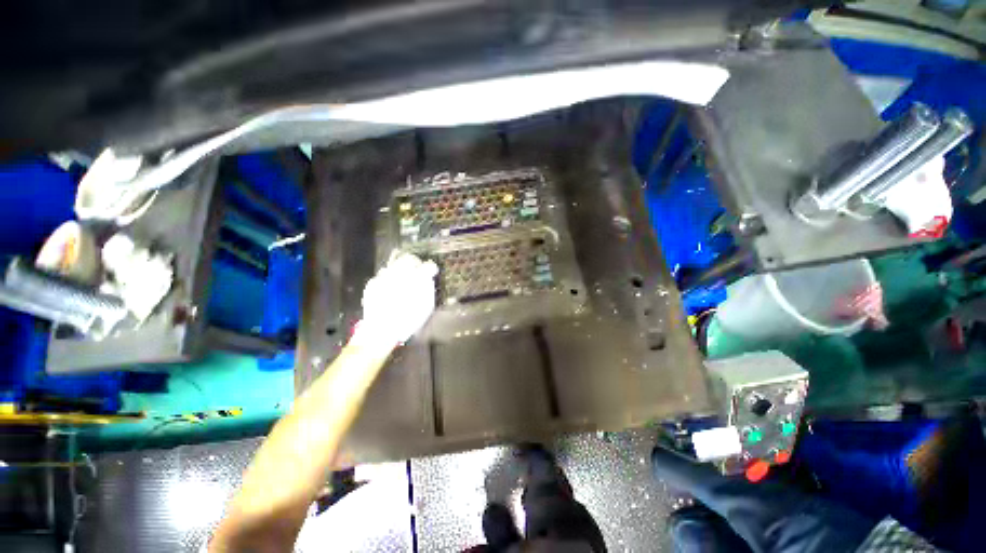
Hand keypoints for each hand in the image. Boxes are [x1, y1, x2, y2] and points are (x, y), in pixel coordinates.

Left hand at [354, 251, 437, 347]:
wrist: (381, 331)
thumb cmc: (408, 320)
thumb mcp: (426, 307)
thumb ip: (428, 289)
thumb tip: (428, 279)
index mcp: (417, 279)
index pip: (428, 265)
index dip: (431, 268)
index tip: (431, 272)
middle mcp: (400, 273)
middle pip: (409, 258)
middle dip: (414, 263)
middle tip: (417, 271)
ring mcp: (384, 276)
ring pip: (395, 264)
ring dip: (400, 270)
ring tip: (402, 280)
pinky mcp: (373, 282)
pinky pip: (382, 274)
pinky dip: (388, 279)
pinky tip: (390, 288)